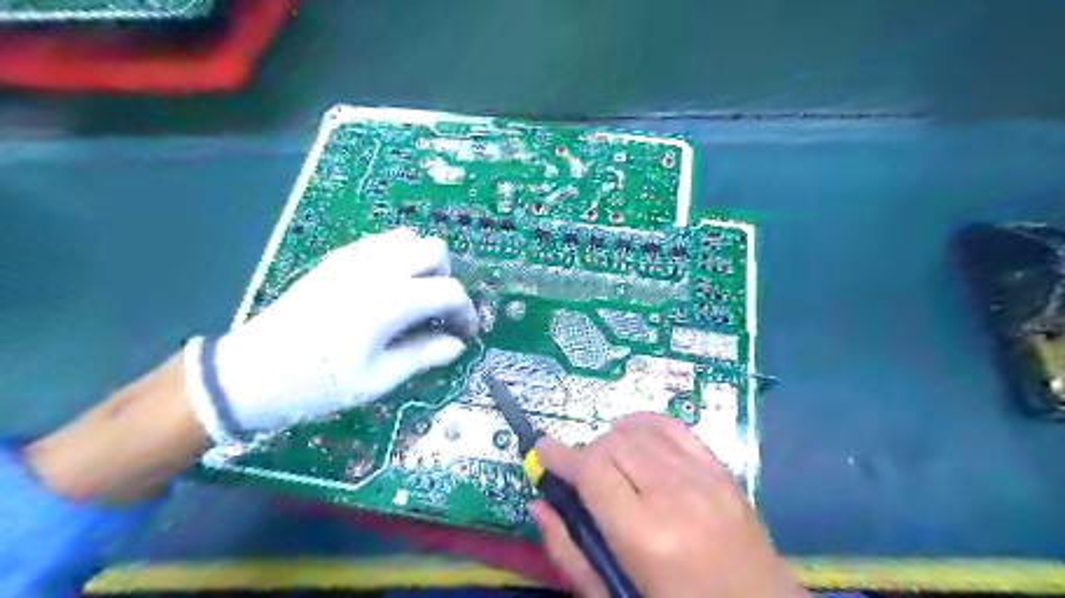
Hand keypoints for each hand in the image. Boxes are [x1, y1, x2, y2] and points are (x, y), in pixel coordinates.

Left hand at [184, 229, 476, 444]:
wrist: (252, 372)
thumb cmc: (319, 383)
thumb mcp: (378, 379)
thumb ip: (423, 355)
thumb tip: (457, 345)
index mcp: (392, 300)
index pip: (449, 290)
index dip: (466, 311)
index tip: (465, 333)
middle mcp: (378, 270)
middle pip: (434, 250)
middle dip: (446, 278)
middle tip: (438, 311)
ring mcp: (354, 260)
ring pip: (407, 238)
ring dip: (422, 262)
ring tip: (415, 295)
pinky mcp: (335, 260)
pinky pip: (379, 243)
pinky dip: (396, 257)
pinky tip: (387, 287)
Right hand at [532, 413, 808, 597]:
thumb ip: (571, 553)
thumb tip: (540, 504)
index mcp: (645, 536)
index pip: (591, 471)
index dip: (560, 456)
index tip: (541, 448)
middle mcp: (674, 496)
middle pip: (612, 445)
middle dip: (587, 454)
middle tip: (581, 477)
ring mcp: (703, 479)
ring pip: (640, 432)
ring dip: (613, 440)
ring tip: (608, 462)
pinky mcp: (723, 473)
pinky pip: (676, 428)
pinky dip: (646, 423)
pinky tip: (634, 433)